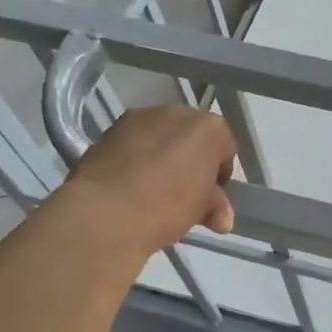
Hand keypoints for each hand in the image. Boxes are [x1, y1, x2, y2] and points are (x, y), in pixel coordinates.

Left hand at [55, 105, 236, 255]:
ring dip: (163, 154)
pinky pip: (135, 140)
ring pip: (162, 135)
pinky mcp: (112, 127)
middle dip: (192, 159)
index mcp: (210, 128)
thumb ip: (216, 205)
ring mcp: (142, 116)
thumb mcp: (201, 211)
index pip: (225, 148)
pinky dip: (137, 155)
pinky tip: (130, 181)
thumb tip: (222, 218)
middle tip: (184, 190)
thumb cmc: (167, 207)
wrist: (105, 211)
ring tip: (153, 186)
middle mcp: (179, 113)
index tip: (212, 194)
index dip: (220, 173)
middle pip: (193, 135)